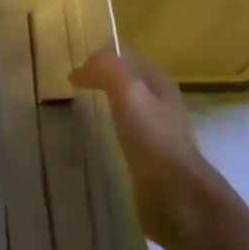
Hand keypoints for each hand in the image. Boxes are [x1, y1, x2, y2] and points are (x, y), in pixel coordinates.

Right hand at [70, 48, 222, 244]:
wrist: (174, 192)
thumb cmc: (152, 137)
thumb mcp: (128, 90)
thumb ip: (107, 69)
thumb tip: (80, 69)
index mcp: (159, 82)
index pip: (128, 57)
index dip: (102, 57)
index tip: (74, 70)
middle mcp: (161, 103)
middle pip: (129, 81)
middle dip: (104, 78)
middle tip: (74, 87)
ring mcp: (157, 131)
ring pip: (128, 106)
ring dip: (106, 103)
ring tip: (81, 110)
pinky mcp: (150, 158)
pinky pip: (126, 132)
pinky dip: (109, 127)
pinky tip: (97, 138)